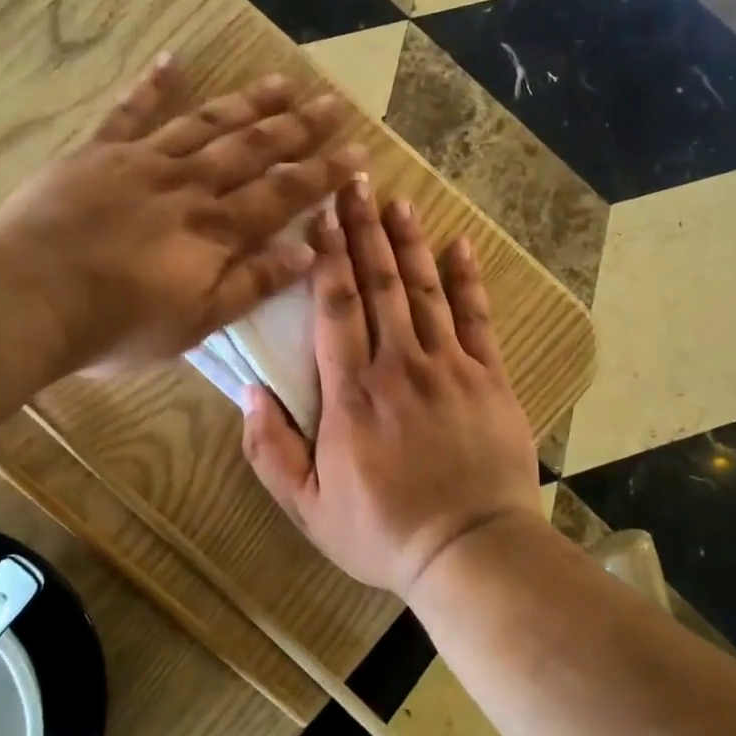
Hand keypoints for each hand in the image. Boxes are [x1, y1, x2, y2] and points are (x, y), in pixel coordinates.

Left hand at [0, 54, 364, 377]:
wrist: (27, 300)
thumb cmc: (116, 325)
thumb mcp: (196, 322)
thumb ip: (252, 284)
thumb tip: (309, 252)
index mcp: (215, 229)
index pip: (282, 194)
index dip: (321, 173)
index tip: (357, 152)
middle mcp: (188, 184)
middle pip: (251, 148)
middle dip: (296, 127)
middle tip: (332, 103)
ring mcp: (141, 162)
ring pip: (205, 123)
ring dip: (246, 103)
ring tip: (281, 82)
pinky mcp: (96, 153)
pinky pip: (129, 112)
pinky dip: (152, 85)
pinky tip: (173, 59)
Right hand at [240, 177, 544, 596]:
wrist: (470, 551)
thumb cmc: (382, 532)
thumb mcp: (308, 507)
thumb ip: (270, 451)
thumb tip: (247, 393)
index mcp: (351, 394)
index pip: (336, 308)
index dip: (326, 258)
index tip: (318, 217)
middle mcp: (398, 365)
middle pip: (379, 284)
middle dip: (364, 231)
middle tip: (354, 184)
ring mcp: (449, 367)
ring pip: (424, 290)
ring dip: (409, 243)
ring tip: (398, 201)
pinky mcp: (488, 378)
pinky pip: (477, 318)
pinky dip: (467, 279)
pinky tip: (460, 245)